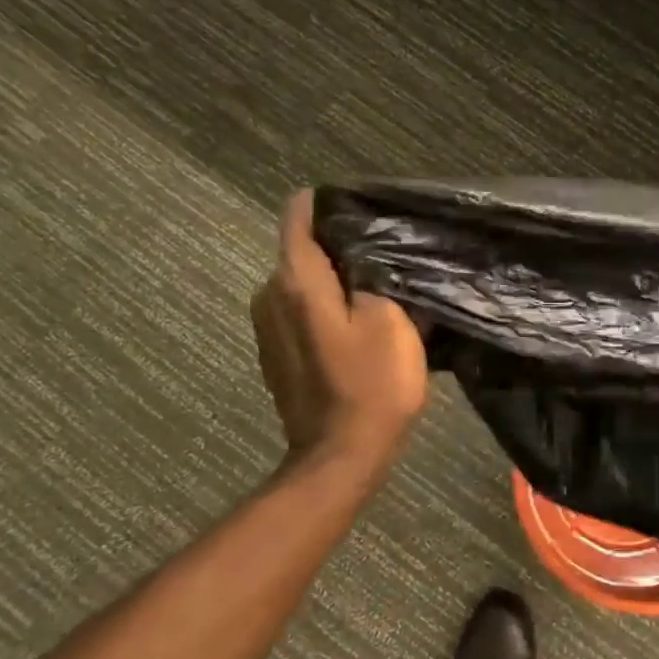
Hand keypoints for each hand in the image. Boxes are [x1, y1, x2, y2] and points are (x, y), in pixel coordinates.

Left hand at [252, 190, 427, 465]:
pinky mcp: (275, 353)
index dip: (331, 203)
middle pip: (303, 249)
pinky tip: (357, 325)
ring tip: (376, 290)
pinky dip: (325, 308)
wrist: (340, 454)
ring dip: (335, 280)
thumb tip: (368, 249)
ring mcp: (267, 326)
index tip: (365, 208)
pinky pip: (300, 311)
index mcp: (296, 280)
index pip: (299, 214)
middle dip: (341, 246)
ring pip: (303, 282)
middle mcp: (269, 294)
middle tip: (386, 256)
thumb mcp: (391, 321)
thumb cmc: (371, 384)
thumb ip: (376, 275)